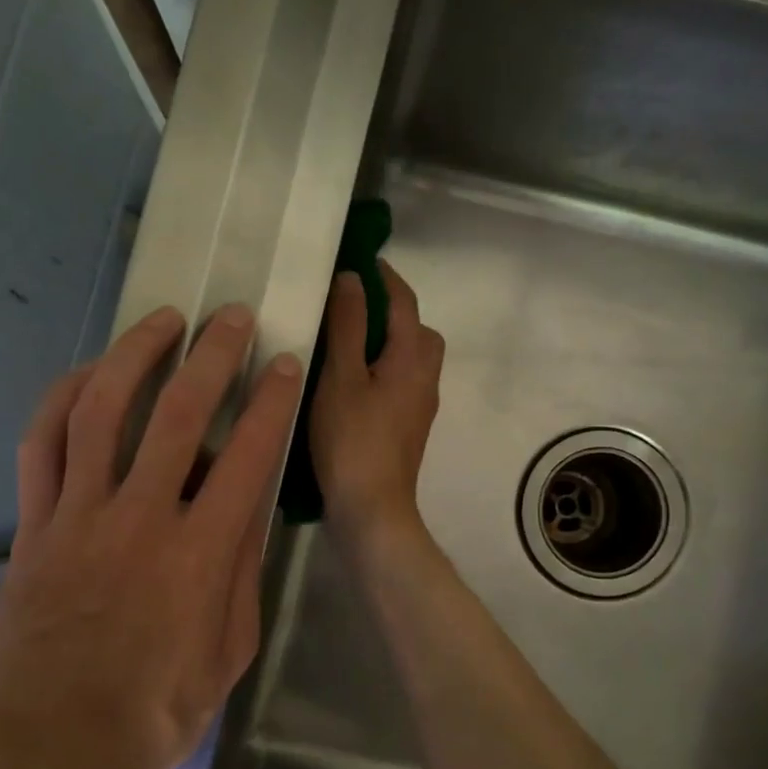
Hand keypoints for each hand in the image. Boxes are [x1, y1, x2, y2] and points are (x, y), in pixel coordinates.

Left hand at [0, 304, 302, 768]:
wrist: (49, 755)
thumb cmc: (154, 715)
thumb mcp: (228, 652)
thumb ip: (242, 574)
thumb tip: (248, 512)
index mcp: (200, 554)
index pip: (248, 455)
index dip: (272, 401)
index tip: (285, 364)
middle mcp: (141, 518)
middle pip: (179, 414)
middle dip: (212, 355)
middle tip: (230, 318)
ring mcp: (78, 516)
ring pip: (102, 411)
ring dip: (134, 356)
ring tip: (160, 321)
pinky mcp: (32, 527)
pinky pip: (41, 447)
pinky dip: (61, 401)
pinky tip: (85, 375)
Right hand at [309, 261, 444, 549]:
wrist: (372, 510)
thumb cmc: (353, 440)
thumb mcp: (341, 376)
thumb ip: (347, 325)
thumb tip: (352, 278)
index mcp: (412, 358)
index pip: (404, 302)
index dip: (384, 277)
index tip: (359, 258)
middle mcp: (425, 378)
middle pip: (416, 330)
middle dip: (390, 310)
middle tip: (349, 304)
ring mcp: (419, 406)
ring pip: (409, 359)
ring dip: (384, 341)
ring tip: (343, 341)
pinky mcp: (407, 428)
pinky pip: (399, 382)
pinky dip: (380, 368)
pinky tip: (348, 382)